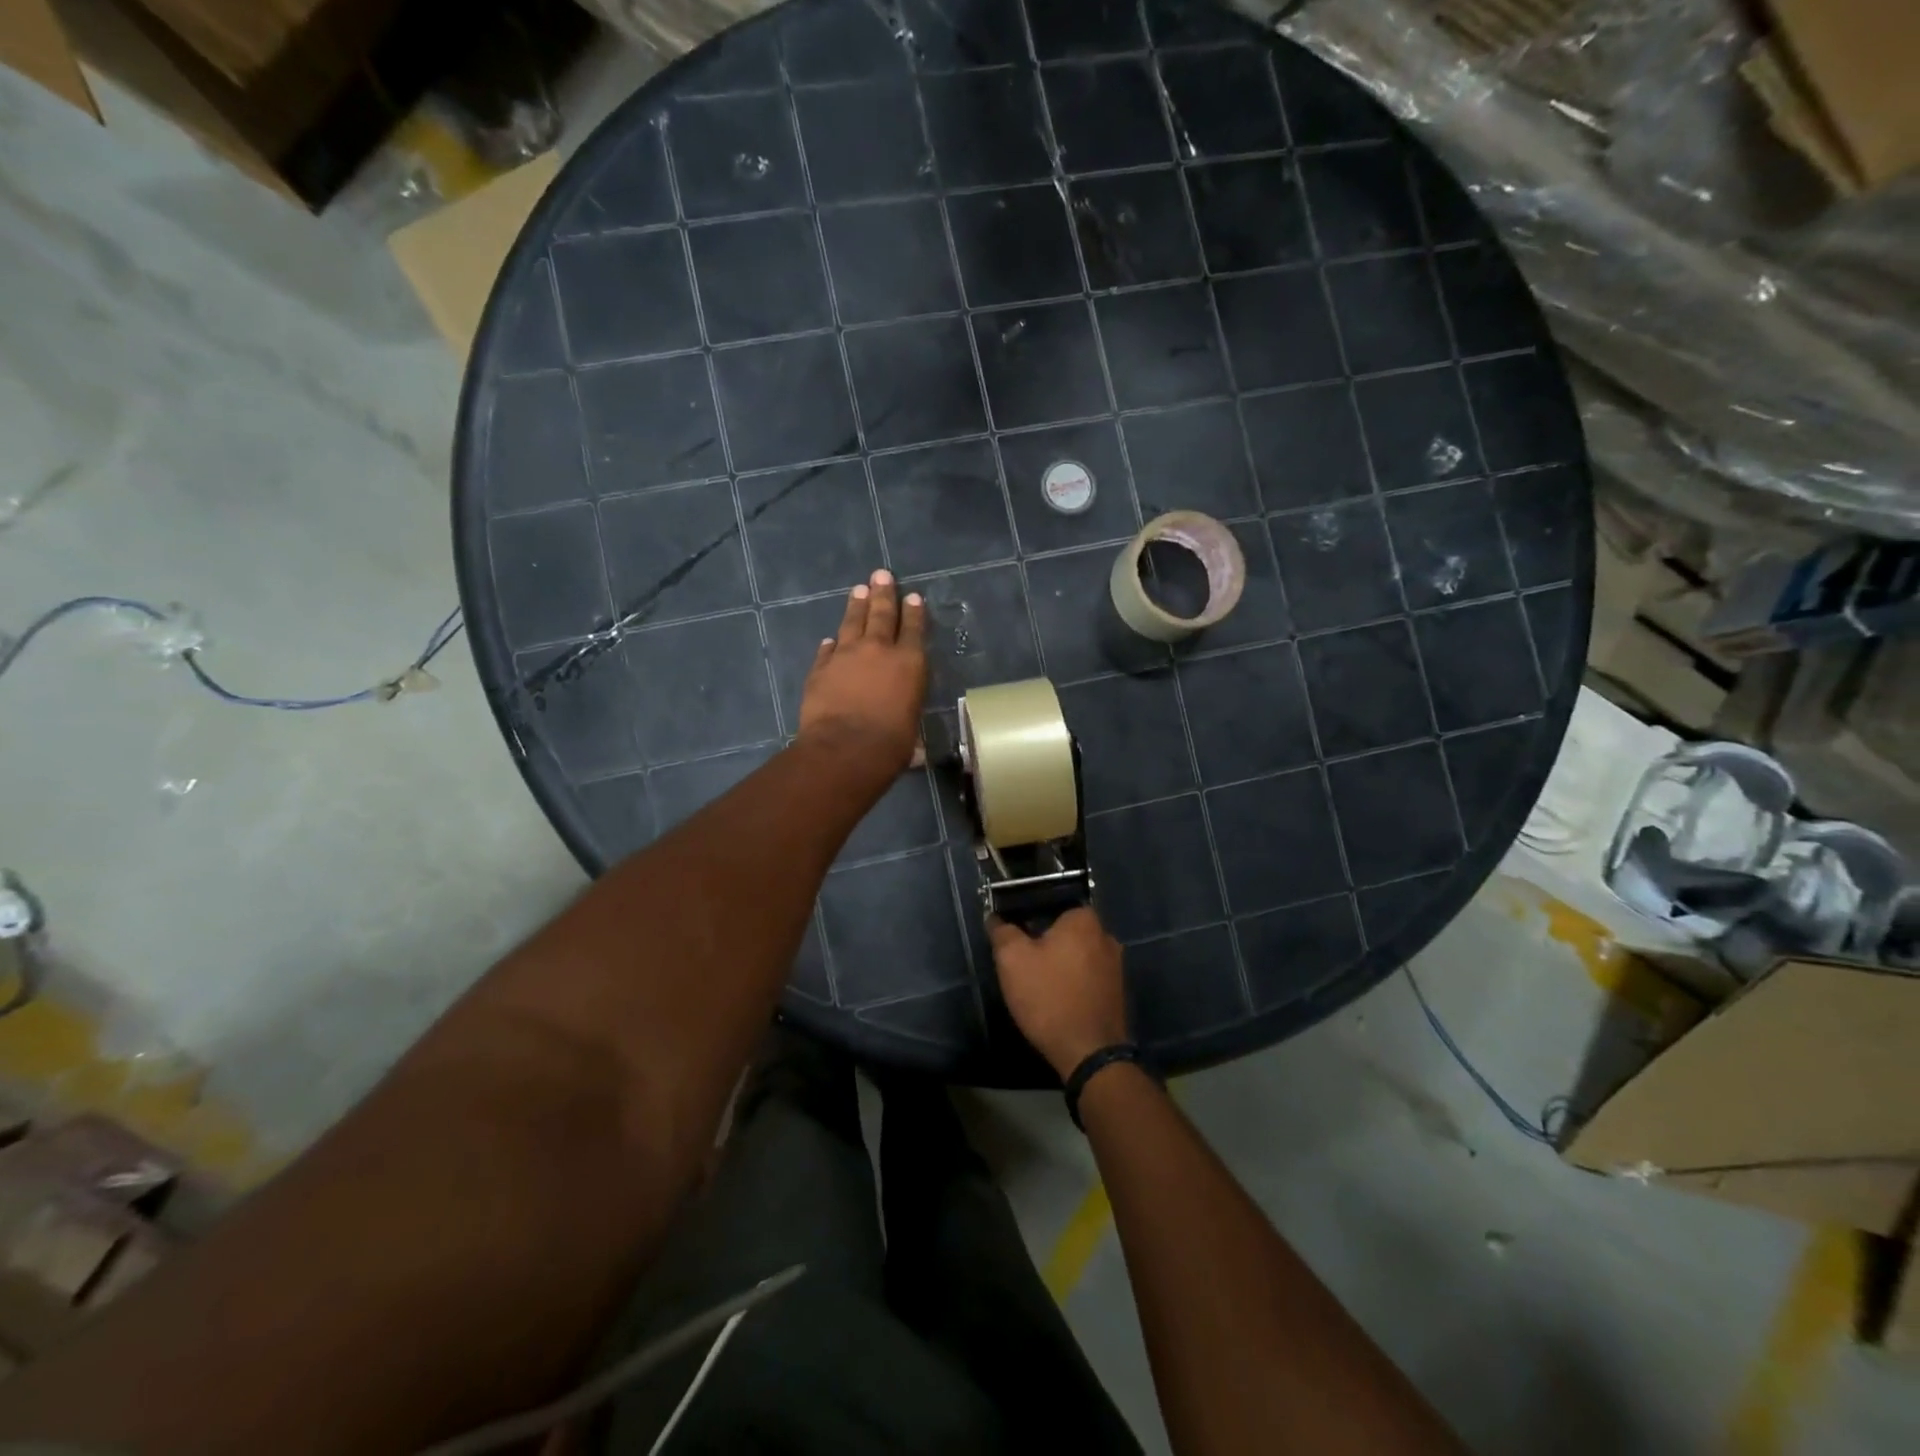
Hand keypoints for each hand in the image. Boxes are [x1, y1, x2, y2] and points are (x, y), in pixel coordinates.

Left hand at [797, 570, 927, 774]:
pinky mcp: (820, 669)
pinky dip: (830, 644)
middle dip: (884, 593)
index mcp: (909, 664)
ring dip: (856, 605)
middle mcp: (878, 651)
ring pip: (852, 623)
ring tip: (859, 589)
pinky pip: (827, 650)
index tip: (913, 597)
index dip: (914, 612)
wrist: (844, 749)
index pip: (914, 629)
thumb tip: (912, 745)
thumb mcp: (910, 732)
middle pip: (882, 614)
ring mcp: (845, 656)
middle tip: (882, 574)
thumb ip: (906, 723)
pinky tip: (830, 639)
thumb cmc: (889, 745)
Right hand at [988, 908, 1128, 1080]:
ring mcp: (1117, 966)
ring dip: (1061, 965)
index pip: (1053, 904)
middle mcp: (1106, 936)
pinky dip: (1074, 984)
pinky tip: (1058, 1000)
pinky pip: (1089, 978)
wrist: (1089, 1053)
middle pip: (1067, 931)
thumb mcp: (1012, 960)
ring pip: (1079, 955)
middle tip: (1024, 962)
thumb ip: (1002, 932)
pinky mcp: (1118, 993)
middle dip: (1046, 943)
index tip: (1016, 937)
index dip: (1030, 918)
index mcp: (1084, 919)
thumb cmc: (1049, 997)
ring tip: (1039, 985)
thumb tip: (995, 917)